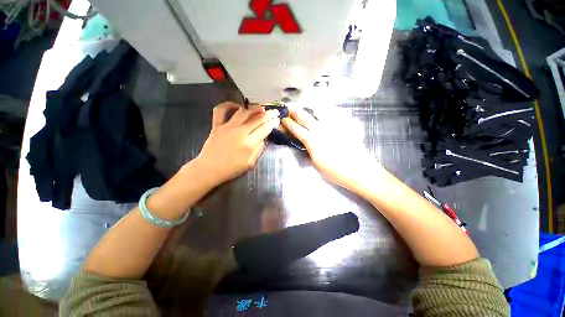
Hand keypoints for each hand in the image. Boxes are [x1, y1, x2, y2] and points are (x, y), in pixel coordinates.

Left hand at [194, 102, 280, 185]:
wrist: (209, 169)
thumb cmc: (231, 169)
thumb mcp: (250, 163)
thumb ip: (258, 149)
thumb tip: (263, 138)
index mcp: (249, 143)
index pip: (265, 128)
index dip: (273, 123)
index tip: (277, 119)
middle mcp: (240, 131)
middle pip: (257, 118)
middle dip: (269, 114)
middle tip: (275, 111)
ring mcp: (228, 126)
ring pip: (244, 112)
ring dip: (254, 108)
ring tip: (261, 108)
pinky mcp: (217, 125)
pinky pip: (221, 110)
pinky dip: (228, 105)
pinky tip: (237, 106)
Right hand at [282, 108, 380, 192]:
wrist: (359, 171)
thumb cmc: (335, 172)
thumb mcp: (316, 164)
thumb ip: (309, 151)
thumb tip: (305, 143)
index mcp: (314, 142)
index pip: (298, 130)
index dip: (289, 124)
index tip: (284, 119)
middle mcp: (322, 131)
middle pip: (307, 118)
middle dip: (297, 112)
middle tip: (291, 108)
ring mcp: (334, 127)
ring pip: (320, 113)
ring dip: (310, 110)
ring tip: (305, 107)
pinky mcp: (344, 127)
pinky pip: (333, 115)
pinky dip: (325, 112)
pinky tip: (323, 111)